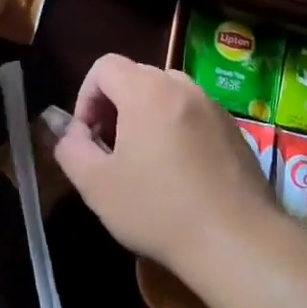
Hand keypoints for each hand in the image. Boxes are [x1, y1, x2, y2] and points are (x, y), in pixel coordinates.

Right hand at [53, 53, 282, 268]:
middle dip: (114, 106)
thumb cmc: (158, 209)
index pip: (105, 66)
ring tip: (144, 161)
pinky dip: (177, 129)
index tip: (88, 137)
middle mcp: (183, 87)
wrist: (236, 241)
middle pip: (136, 77)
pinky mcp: (234, 130)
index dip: (86, 97)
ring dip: (146, 117)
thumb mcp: (96, 185)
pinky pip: (194, 115)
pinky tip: (180, 174)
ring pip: (167, 95)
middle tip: (110, 149)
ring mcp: (214, 106)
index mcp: (146, 91)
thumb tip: (69, 132)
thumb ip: (71, 149)